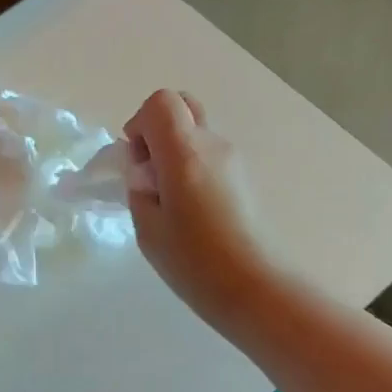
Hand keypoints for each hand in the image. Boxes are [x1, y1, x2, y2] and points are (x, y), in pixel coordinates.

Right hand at [124, 90, 271, 331]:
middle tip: (150, 172)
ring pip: (198, 134)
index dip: (139, 124)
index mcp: (185, 152)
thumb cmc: (195, 262)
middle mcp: (214, 145)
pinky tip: (191, 211)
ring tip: (170, 201)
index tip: (136, 162)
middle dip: (158, 129)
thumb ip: (139, 190)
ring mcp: (235, 160)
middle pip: (183, 107)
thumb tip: (145, 174)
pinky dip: (193, 168)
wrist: (255, 288)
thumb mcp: (148, 229)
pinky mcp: (245, 179)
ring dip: (176, 152)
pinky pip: (211, 156)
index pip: (160, 103)